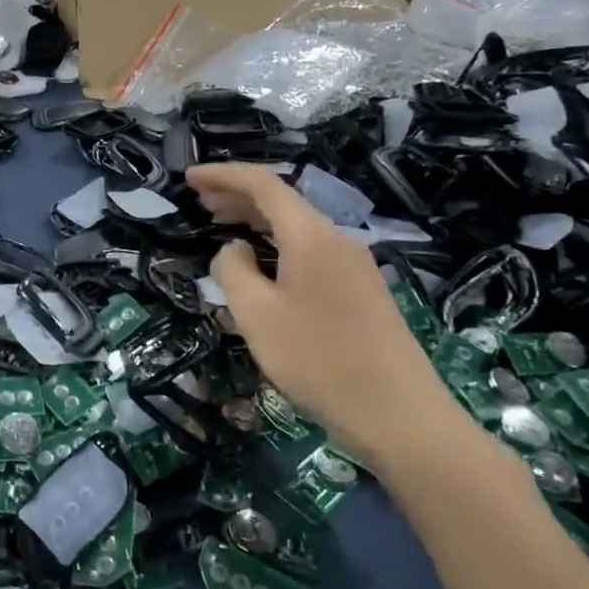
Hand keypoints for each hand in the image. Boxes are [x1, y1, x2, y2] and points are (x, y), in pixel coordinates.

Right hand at [191, 164, 454, 468]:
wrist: (398, 412)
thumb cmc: (319, 360)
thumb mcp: (257, 316)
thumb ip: (233, 272)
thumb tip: (232, 249)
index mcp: (310, 235)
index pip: (263, 184)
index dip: (223, 175)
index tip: (190, 177)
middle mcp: (336, 238)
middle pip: (282, 201)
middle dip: (238, 195)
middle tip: (200, 200)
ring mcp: (354, 264)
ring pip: (297, 227)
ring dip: (257, 220)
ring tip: (222, 225)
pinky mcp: (362, 289)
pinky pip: (311, 249)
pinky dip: (278, 244)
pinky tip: (262, 263)